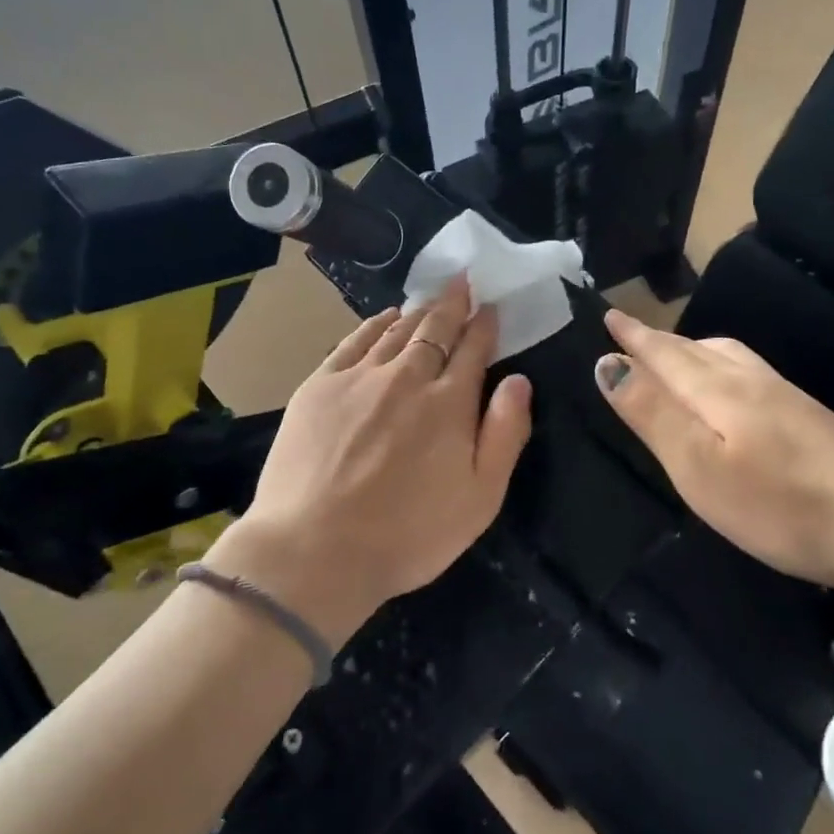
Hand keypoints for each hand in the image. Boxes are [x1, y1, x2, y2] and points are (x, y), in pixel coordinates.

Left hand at [213, 277, 532, 642]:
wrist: (315, 550)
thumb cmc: (408, 535)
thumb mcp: (480, 498)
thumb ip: (505, 434)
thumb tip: (519, 381)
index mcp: (449, 403)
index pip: (473, 349)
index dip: (484, 326)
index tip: (490, 307)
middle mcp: (407, 377)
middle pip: (436, 329)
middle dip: (453, 304)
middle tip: (462, 282)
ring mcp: (359, 377)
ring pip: (396, 330)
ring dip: (418, 312)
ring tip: (429, 299)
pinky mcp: (319, 385)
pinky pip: (353, 341)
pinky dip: (374, 324)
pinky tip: (384, 318)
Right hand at [594, 310, 833, 592]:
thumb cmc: (779, 504)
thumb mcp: (698, 465)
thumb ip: (652, 413)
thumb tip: (607, 363)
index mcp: (717, 390)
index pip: (663, 354)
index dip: (634, 337)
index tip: (609, 316)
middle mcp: (750, 381)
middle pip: (695, 349)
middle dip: (658, 339)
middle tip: (631, 333)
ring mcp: (786, 397)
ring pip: (727, 356)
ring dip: (692, 349)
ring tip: (675, 355)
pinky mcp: (809, 416)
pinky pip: (748, 372)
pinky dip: (720, 366)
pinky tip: (731, 388)